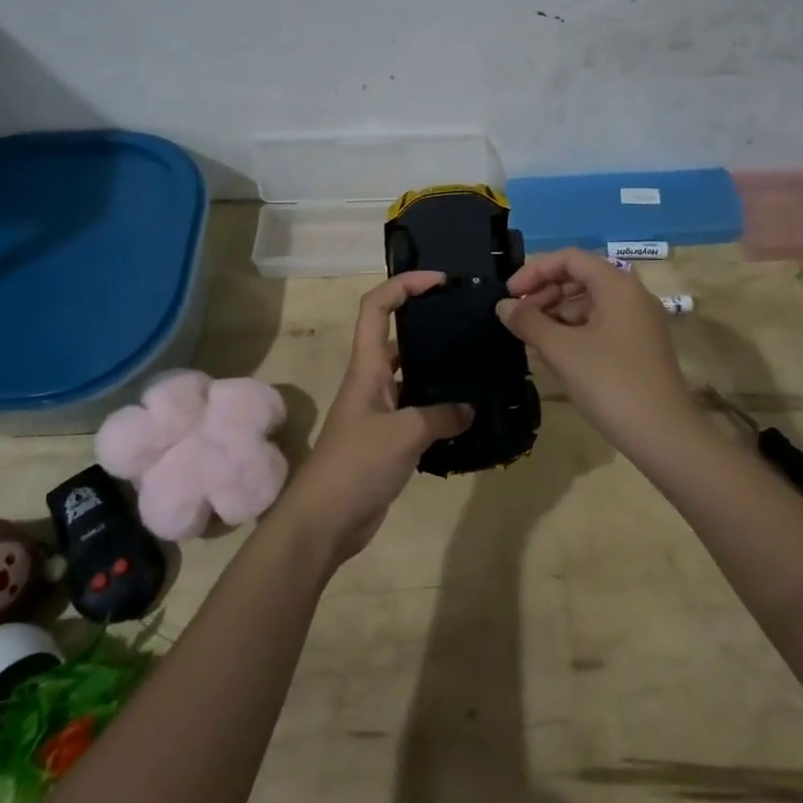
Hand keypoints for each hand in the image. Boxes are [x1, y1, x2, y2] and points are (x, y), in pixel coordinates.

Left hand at [282, 272, 472, 565]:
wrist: (325, 521)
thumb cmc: (356, 465)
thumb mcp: (404, 433)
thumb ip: (441, 415)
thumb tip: (469, 409)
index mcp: (367, 367)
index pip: (377, 307)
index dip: (404, 284)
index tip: (439, 281)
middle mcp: (372, 381)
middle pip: (397, 335)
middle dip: (428, 321)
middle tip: (468, 322)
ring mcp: (379, 411)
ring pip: (411, 374)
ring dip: (438, 367)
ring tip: (477, 363)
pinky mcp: (388, 439)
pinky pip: (418, 410)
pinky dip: (441, 408)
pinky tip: (469, 414)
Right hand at [496, 248, 701, 455]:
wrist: (665, 436)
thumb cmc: (611, 383)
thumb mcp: (562, 351)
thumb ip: (529, 322)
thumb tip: (503, 306)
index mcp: (617, 285)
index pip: (570, 258)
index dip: (535, 271)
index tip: (509, 296)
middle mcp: (631, 296)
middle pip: (580, 279)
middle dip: (544, 294)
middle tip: (517, 320)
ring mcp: (638, 323)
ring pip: (588, 305)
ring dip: (555, 317)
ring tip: (529, 342)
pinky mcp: (638, 348)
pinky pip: (599, 327)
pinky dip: (573, 334)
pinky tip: (551, 356)